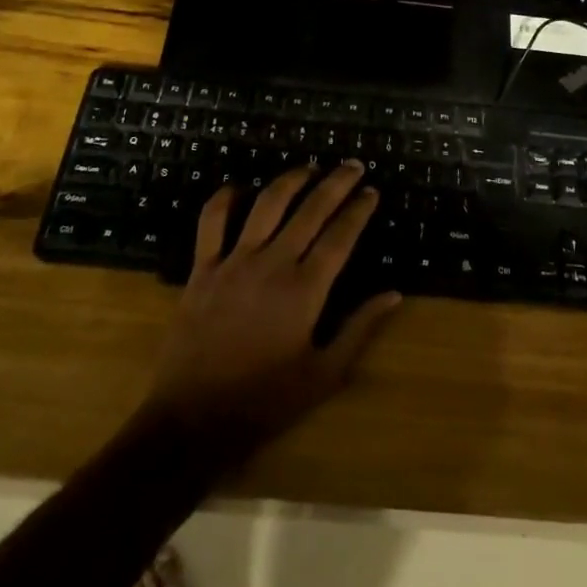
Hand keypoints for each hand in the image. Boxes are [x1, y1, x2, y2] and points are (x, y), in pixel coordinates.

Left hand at [140, 160, 400, 465]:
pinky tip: (239, 187)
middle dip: (335, 182)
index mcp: (305, 290)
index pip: (340, 236)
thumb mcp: (324, 375)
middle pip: (310, 209)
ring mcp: (233, 262)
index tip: (371, 191)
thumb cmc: (265, 402)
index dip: (358, 209)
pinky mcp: (202, 269)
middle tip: (352, 165)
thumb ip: (360, 329)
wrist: (192, 421)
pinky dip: (224, 198)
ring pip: (266, 204)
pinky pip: (211, 221)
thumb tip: (394, 294)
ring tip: (309, 167)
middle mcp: (272, 264)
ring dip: (290, 180)